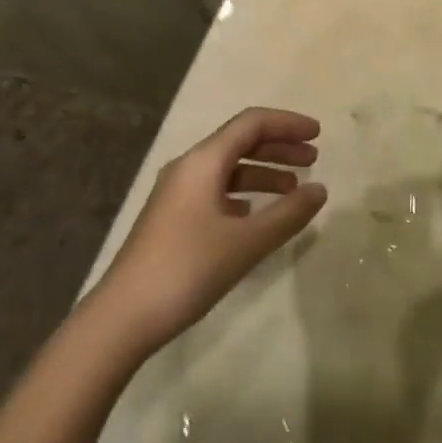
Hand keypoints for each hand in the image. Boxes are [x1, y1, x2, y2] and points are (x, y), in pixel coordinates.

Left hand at [94, 107, 326, 353]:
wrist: (121, 319)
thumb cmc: (186, 270)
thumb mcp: (245, 243)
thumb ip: (287, 214)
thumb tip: (320, 189)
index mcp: (204, 161)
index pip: (252, 123)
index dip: (288, 123)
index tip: (319, 135)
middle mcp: (189, 167)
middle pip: (240, 141)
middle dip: (279, 146)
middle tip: (313, 158)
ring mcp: (177, 194)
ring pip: (229, 168)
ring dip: (263, 171)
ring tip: (294, 189)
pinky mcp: (172, 219)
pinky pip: (216, 190)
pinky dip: (244, 193)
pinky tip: (257, 215)